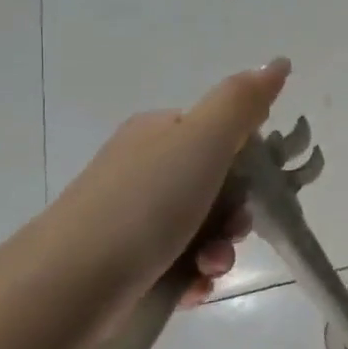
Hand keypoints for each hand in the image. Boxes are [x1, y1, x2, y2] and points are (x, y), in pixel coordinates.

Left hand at [42, 60, 290, 310]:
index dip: (250, 164)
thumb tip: (279, 61)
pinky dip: (195, 275)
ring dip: (221, 250)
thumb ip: (243, 102)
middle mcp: (146, 170)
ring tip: (209, 267)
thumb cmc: (144, 205)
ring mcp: (134, 218)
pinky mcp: (127, 263)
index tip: (256, 188)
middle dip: (236, 215)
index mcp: (160, 134)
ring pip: (204, 229)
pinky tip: (192, 287)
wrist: (68, 286)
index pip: (223, 137)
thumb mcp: (202, 142)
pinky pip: (182, 264)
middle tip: (232, 231)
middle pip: (219, 187)